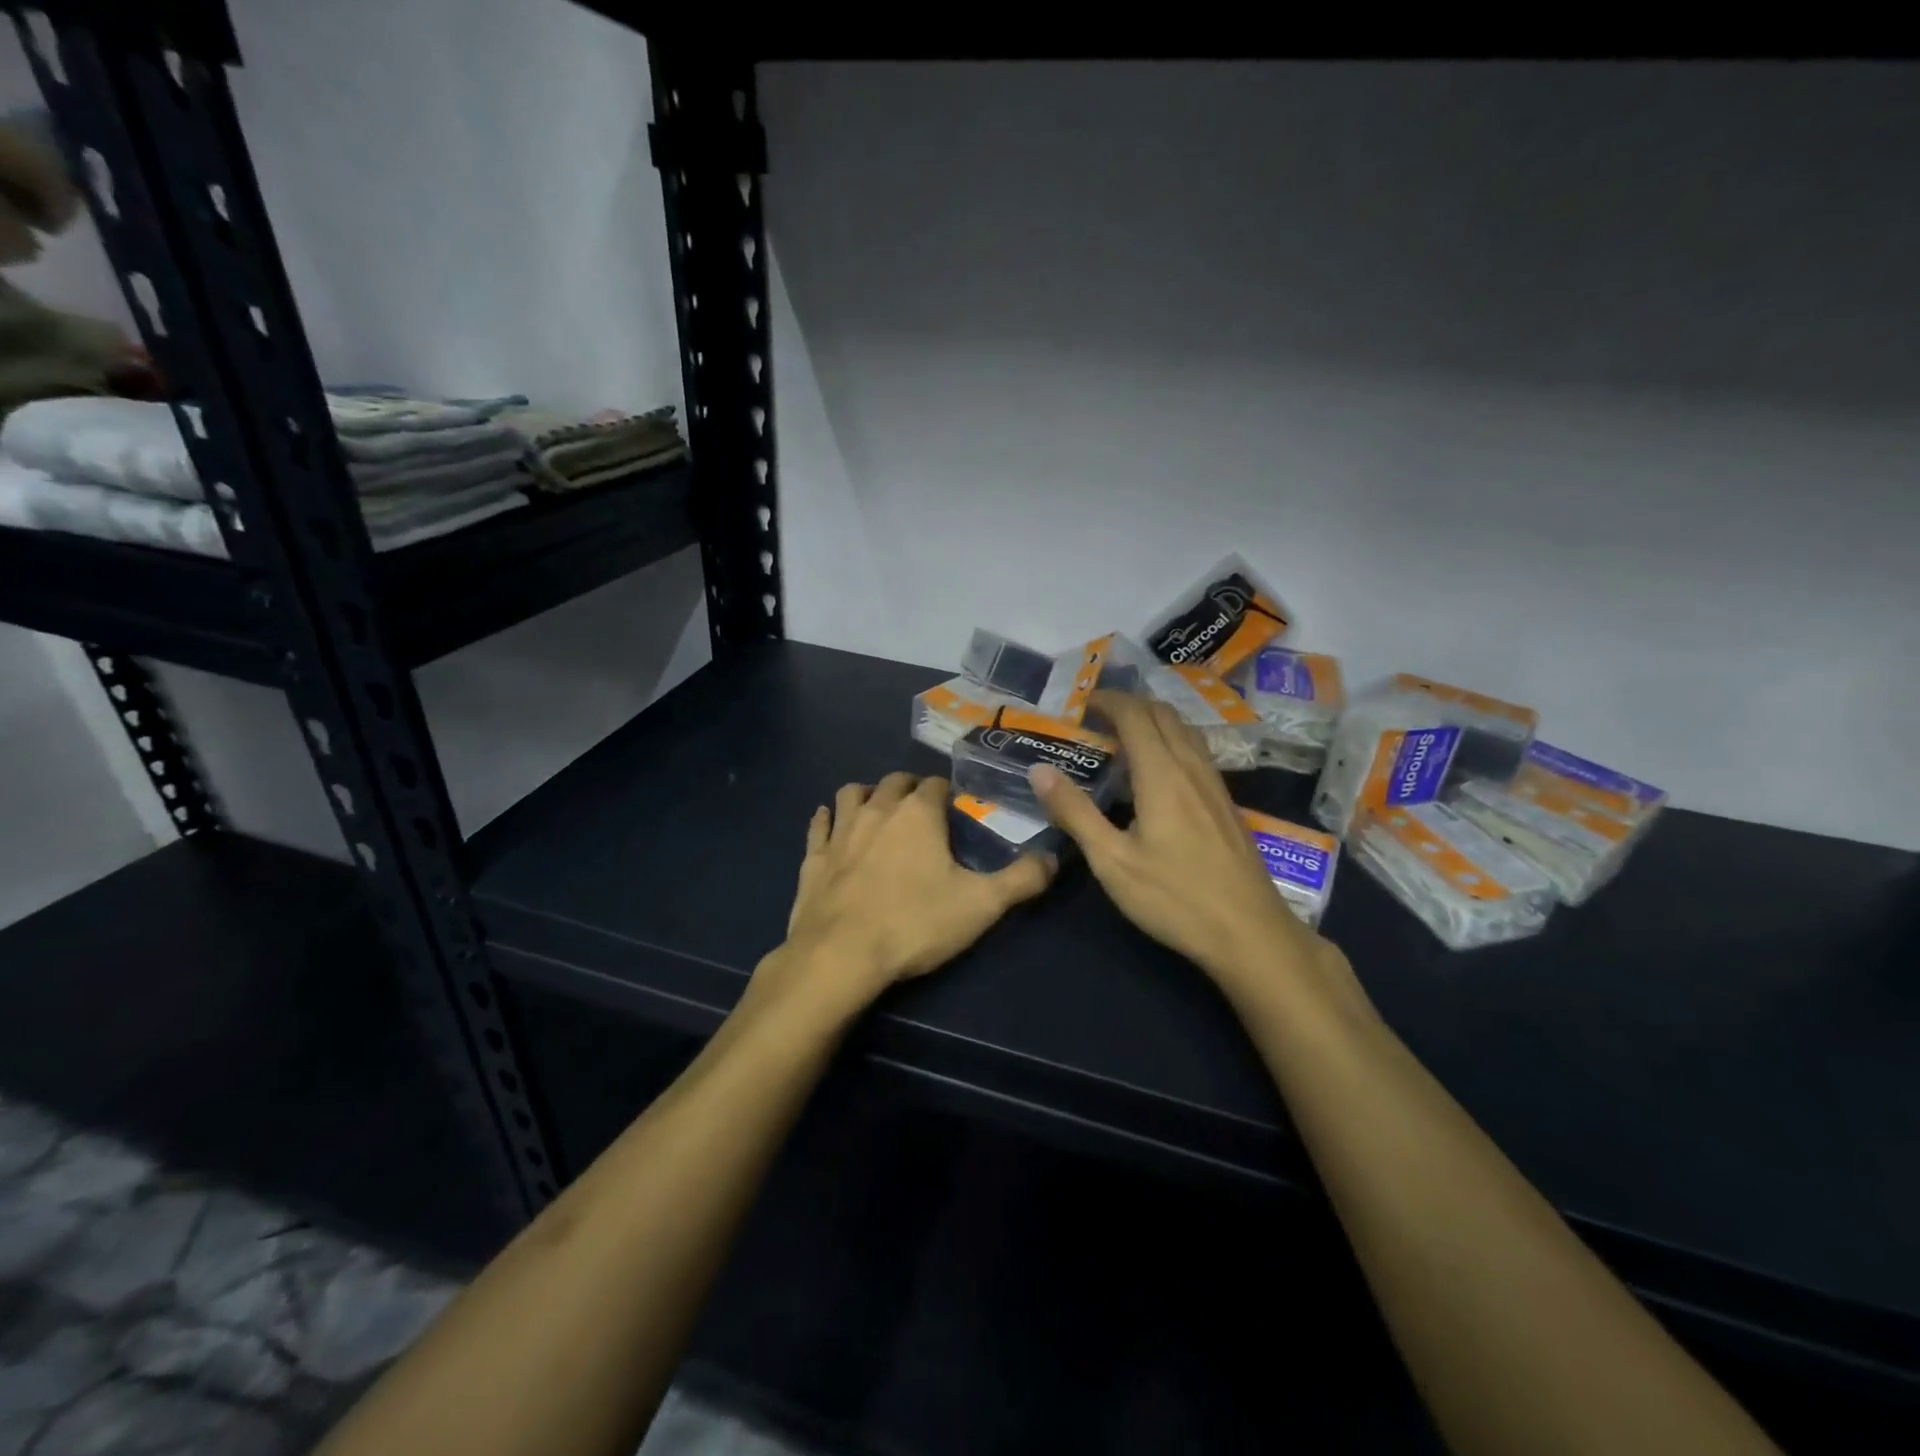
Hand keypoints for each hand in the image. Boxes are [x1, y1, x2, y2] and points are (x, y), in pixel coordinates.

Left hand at [771, 772, 1054, 1009]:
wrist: (839, 956)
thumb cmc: (914, 924)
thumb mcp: (982, 905)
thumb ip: (1022, 879)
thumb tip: (1054, 858)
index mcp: (917, 813)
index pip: (935, 784)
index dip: (948, 794)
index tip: (956, 811)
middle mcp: (876, 810)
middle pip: (894, 782)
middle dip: (910, 788)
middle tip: (923, 811)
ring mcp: (840, 832)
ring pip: (851, 794)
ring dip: (866, 795)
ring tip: (878, 811)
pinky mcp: (812, 858)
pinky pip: (819, 825)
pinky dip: (826, 820)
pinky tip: (829, 824)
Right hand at [1029, 690, 1331, 995]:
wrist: (1250, 933)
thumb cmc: (1174, 898)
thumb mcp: (1112, 861)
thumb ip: (1075, 812)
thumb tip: (1039, 770)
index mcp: (1162, 774)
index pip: (1135, 715)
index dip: (1108, 701)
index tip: (1082, 703)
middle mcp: (1192, 768)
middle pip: (1163, 714)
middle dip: (1130, 705)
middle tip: (1098, 718)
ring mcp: (1215, 785)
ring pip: (1185, 731)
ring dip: (1154, 721)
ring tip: (1125, 738)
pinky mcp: (1227, 804)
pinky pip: (1197, 752)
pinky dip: (1172, 741)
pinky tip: (1160, 772)